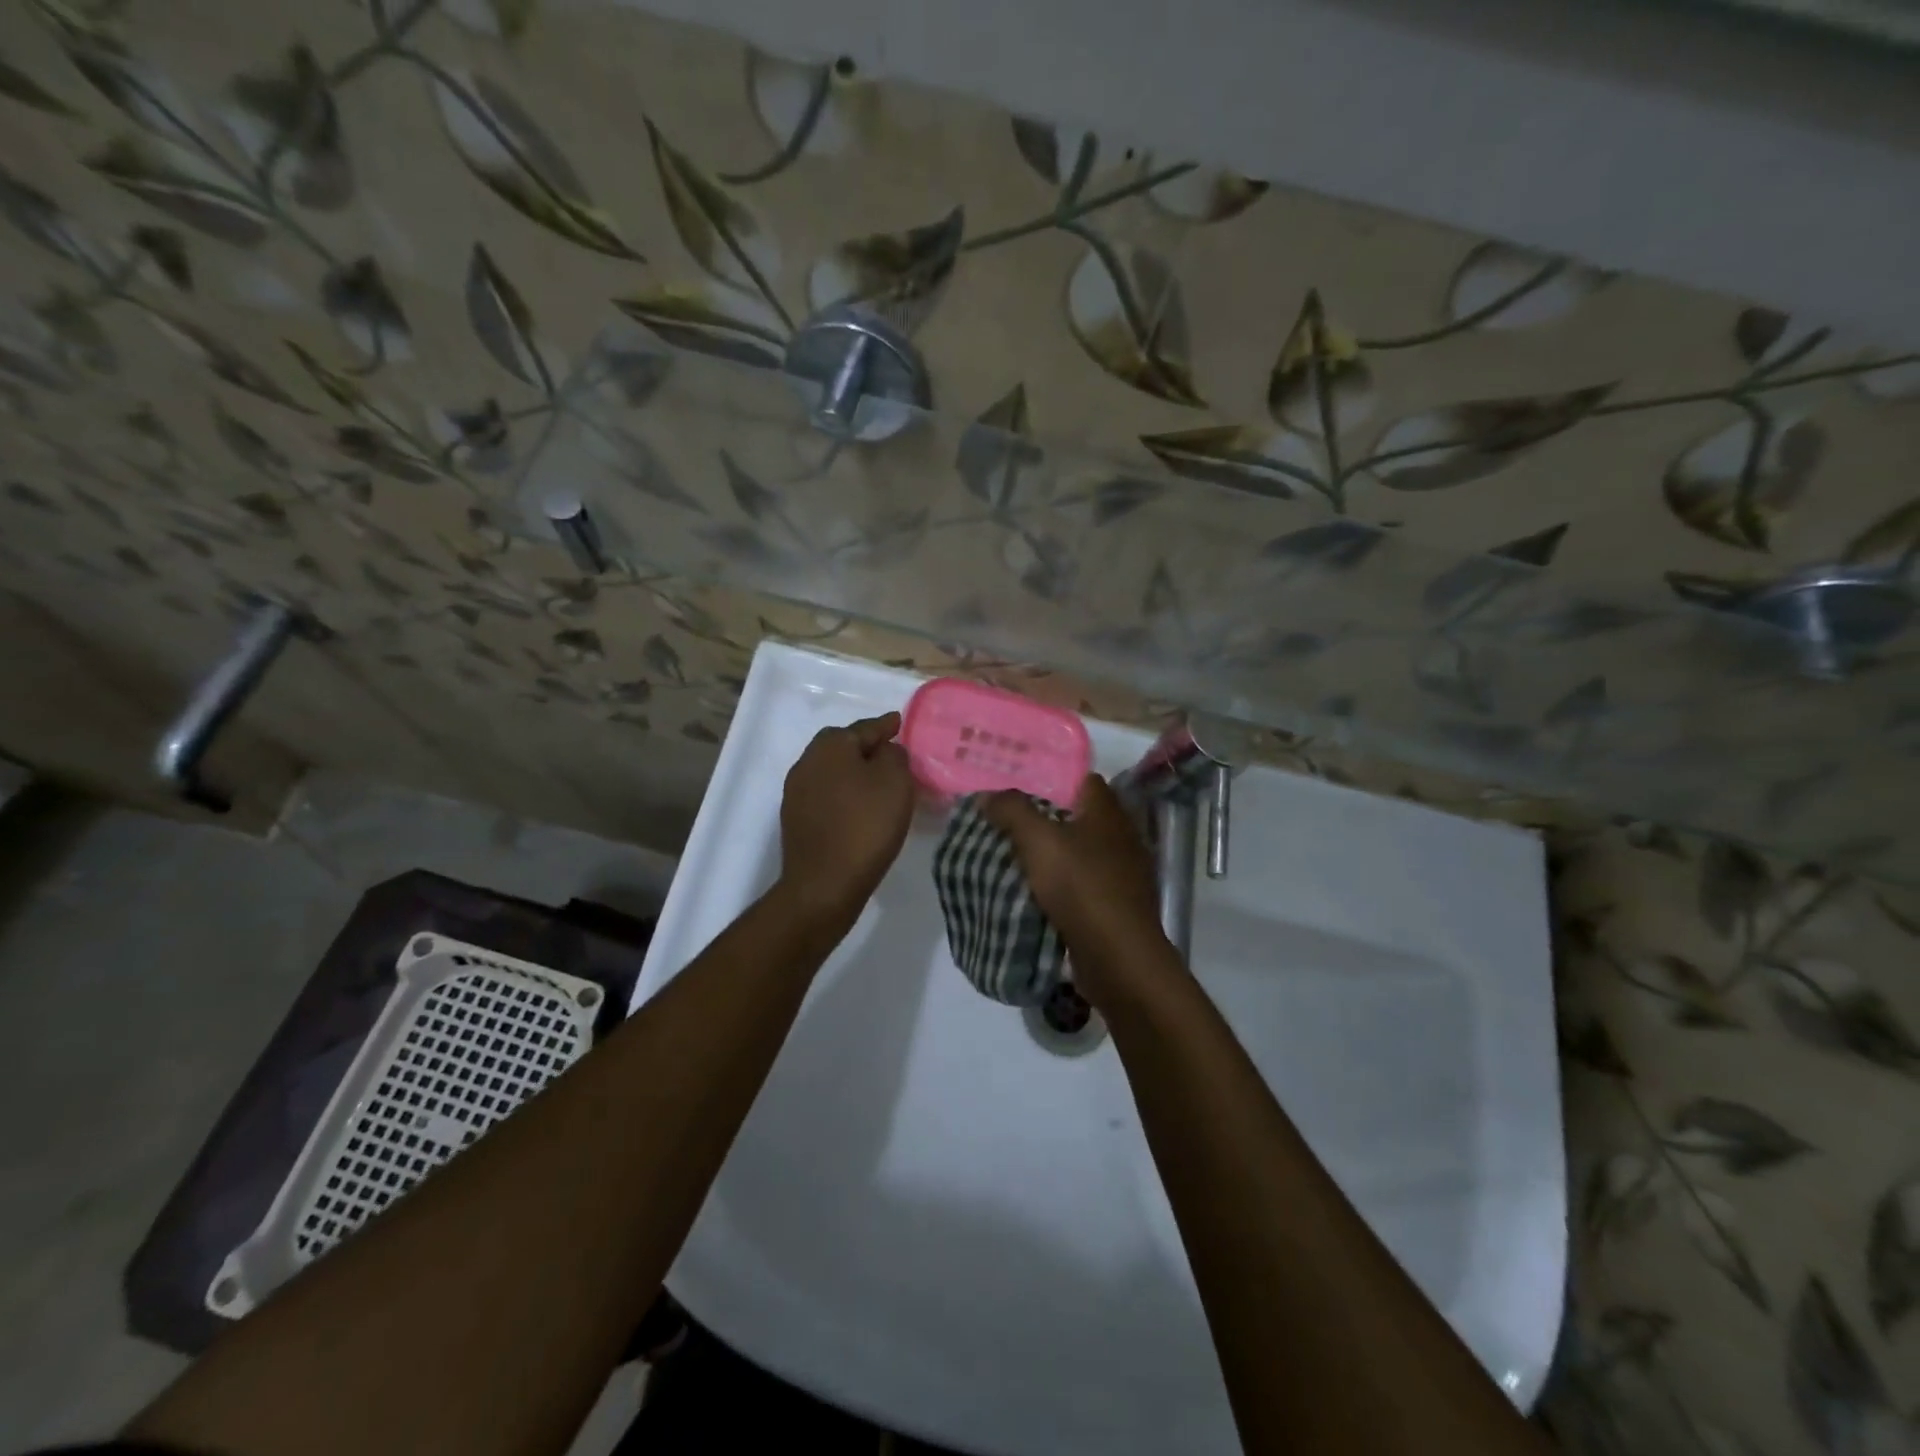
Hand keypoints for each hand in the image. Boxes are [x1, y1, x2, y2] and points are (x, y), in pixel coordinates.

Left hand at [778, 712, 914, 925]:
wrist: (824, 884)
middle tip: (891, 754)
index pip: (865, 728)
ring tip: (878, 784)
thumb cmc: (865, 825)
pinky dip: (844, 795)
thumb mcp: (895, 781)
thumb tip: (885, 751)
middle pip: (843, 746)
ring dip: (854, 773)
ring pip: (833, 772)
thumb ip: (894, 755)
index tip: (899, 723)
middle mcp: (807, 762)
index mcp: (831, 746)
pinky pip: (827, 795)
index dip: (886, 726)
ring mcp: (797, 792)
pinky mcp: (796, 819)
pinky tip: (859, 808)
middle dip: (866, 747)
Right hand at [982, 775, 1181, 1007]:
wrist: (1119, 957)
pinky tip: (1039, 895)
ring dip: (1057, 856)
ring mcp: (1126, 875)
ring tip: (1018, 858)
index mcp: (1109, 814)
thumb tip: (987, 794)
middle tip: (1011, 823)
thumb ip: (1012, 811)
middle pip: (1083, 818)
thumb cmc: (1081, 886)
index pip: (1086, 781)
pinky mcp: (1120, 907)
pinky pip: (1087, 887)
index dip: (1055, 780)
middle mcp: (1123, 838)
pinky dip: (1066, 887)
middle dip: (1050, 820)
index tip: (1022, 787)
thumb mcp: (1038, 841)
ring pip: (1084, 854)